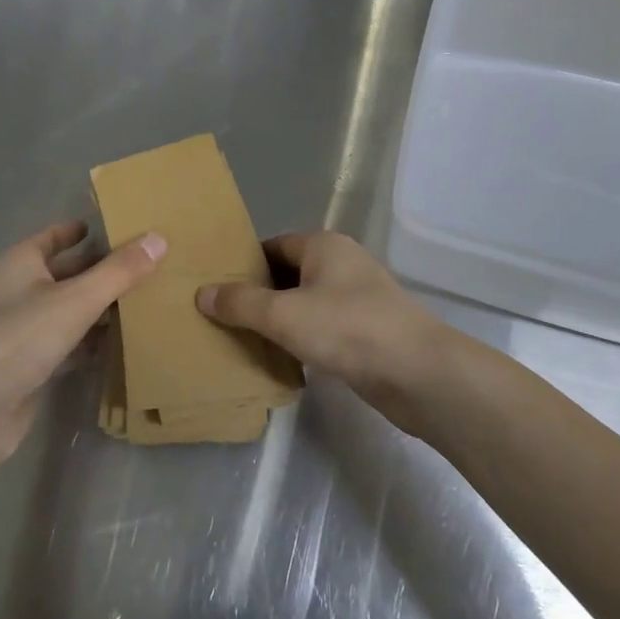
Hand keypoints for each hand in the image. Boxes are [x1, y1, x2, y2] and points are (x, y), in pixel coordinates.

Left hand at [0, 221, 164, 468]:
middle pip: (66, 273)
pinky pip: (67, 344)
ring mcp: (20, 331)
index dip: (83, 231)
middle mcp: (17, 292)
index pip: (54, 237)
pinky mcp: (28, 367)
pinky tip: (121, 343)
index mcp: (19, 264)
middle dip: (102, 270)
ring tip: (145, 302)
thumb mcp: (75, 300)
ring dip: (100, 308)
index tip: (120, 229)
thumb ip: (119, 271)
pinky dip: (90, 341)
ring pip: (68, 311)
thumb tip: (159, 238)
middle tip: (147, 266)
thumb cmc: (18, 340)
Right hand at [197, 232, 449, 433]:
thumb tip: (202, 292)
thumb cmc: (348, 329)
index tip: (213, 288)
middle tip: (220, 318)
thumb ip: (241, 303)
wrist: (417, 372)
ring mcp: (357, 298)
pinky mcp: (366, 331)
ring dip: (279, 321)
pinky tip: (282, 360)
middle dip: (257, 296)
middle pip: (288, 274)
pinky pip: (323, 328)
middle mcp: (342, 264)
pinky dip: (302, 339)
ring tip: (242, 341)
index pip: (273, 246)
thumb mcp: (284, 314)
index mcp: (323, 246)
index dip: (243, 265)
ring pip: (305, 304)